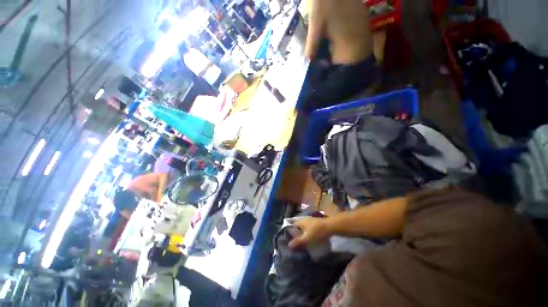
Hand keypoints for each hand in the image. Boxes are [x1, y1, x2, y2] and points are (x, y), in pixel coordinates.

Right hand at [288, 218, 330, 248]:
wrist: (330, 227)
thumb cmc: (317, 232)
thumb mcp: (307, 238)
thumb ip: (298, 241)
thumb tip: (289, 245)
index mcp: (300, 222)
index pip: (292, 225)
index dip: (289, 231)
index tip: (288, 238)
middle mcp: (304, 220)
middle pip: (297, 227)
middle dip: (296, 233)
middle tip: (294, 242)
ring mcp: (310, 221)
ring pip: (303, 228)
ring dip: (302, 234)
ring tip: (301, 242)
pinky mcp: (315, 224)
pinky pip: (308, 228)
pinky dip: (307, 233)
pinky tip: (309, 239)